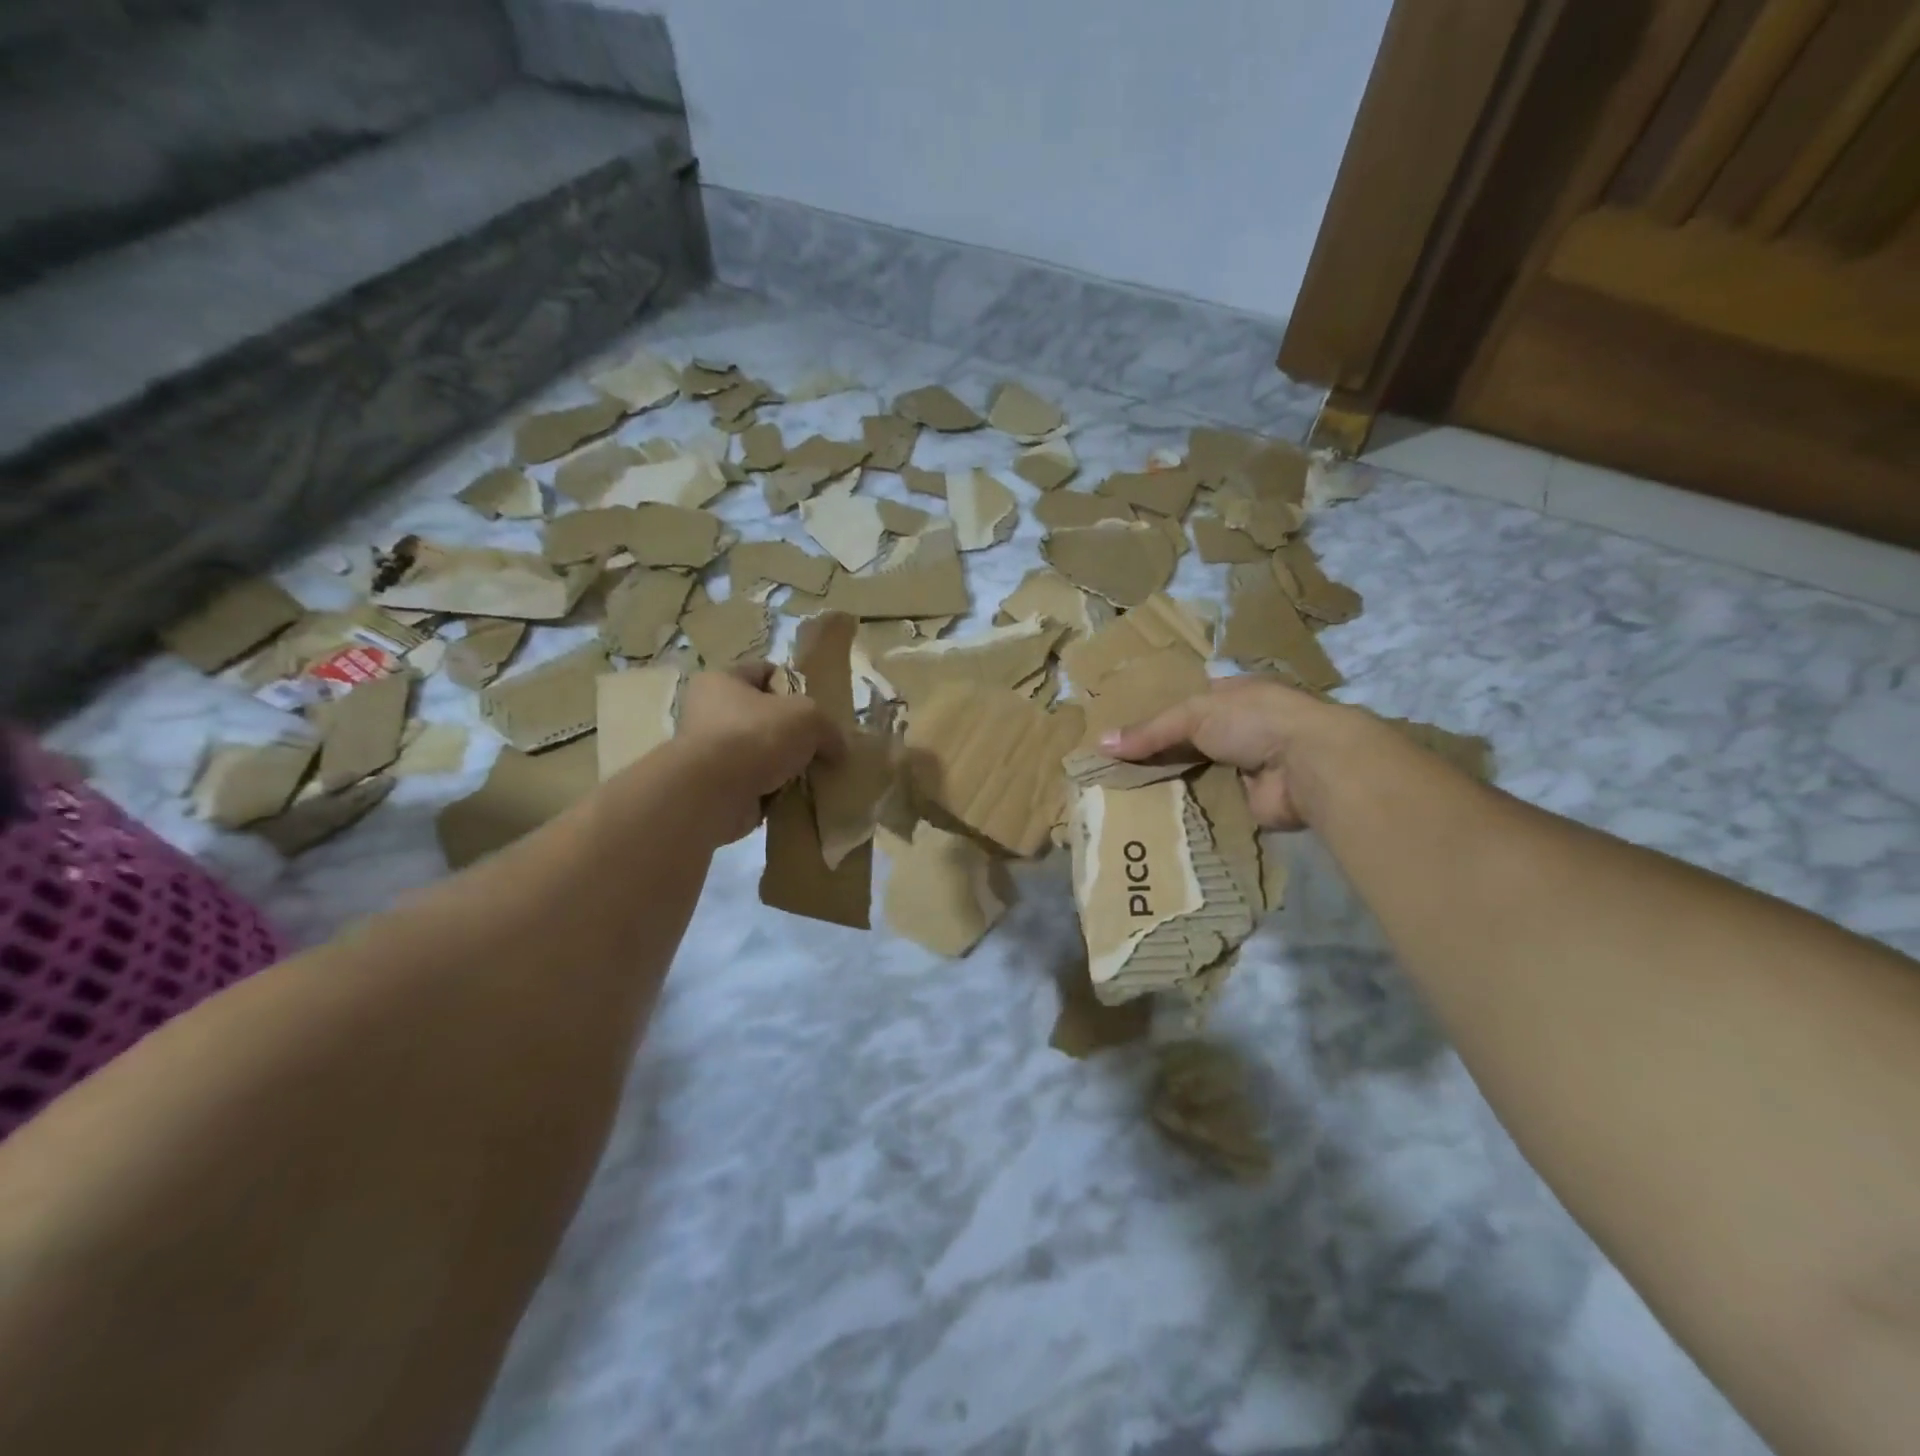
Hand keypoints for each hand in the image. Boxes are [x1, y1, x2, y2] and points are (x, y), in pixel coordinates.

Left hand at [677, 664, 844, 841]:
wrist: (712, 794)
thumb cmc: (755, 736)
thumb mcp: (808, 717)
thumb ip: (828, 727)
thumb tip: (837, 749)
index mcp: (722, 680)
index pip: (764, 671)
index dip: (794, 684)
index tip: (818, 706)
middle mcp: (709, 712)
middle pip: (764, 716)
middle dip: (794, 732)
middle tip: (821, 745)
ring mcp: (710, 753)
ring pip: (762, 753)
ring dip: (786, 765)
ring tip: (814, 774)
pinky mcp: (715, 787)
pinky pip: (756, 784)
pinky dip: (775, 791)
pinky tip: (797, 796)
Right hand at [1101, 676, 1334, 830]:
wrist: (1308, 765)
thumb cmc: (1254, 720)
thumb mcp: (1194, 714)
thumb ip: (1150, 731)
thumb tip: (1100, 744)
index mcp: (1232, 696)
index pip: (1187, 705)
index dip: (1155, 718)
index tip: (1121, 736)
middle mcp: (1241, 730)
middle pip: (1189, 743)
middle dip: (1158, 756)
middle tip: (1114, 773)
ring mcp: (1246, 768)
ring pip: (1197, 775)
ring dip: (1169, 785)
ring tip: (1124, 799)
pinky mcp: (1249, 804)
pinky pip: (1209, 805)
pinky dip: (1187, 811)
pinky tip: (1153, 819)